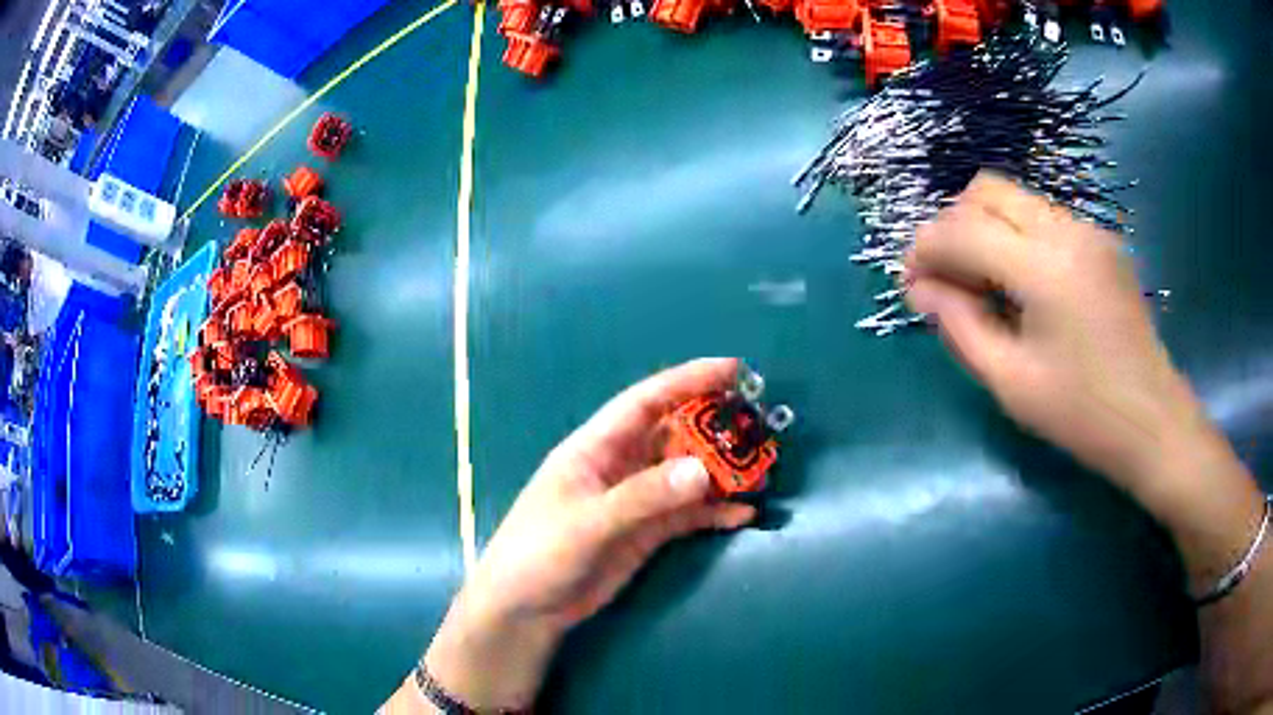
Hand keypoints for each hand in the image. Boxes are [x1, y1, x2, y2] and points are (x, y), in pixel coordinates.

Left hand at [422, 358, 755, 709]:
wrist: (527, 608)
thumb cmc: (541, 553)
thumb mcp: (588, 523)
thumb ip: (643, 497)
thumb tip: (703, 471)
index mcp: (596, 448)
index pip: (646, 401)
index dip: (687, 380)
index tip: (733, 369)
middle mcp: (620, 467)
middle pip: (673, 436)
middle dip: (715, 427)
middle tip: (760, 424)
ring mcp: (636, 501)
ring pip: (686, 475)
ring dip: (721, 472)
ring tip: (762, 471)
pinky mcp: (646, 533)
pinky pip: (688, 514)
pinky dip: (715, 512)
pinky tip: (743, 515)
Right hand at [904, 172, 1264, 594]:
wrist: (1154, 424)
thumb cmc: (1083, 416)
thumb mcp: (1011, 383)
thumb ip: (959, 326)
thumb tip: (919, 288)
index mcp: (1045, 267)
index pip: (964, 229)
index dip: (925, 249)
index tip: (910, 283)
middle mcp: (1067, 230)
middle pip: (987, 190)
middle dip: (953, 225)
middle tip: (945, 279)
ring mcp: (1089, 231)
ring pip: (1016, 199)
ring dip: (984, 229)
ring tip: (981, 286)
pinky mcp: (1101, 243)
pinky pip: (1043, 219)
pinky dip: (1016, 238)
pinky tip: (1020, 286)